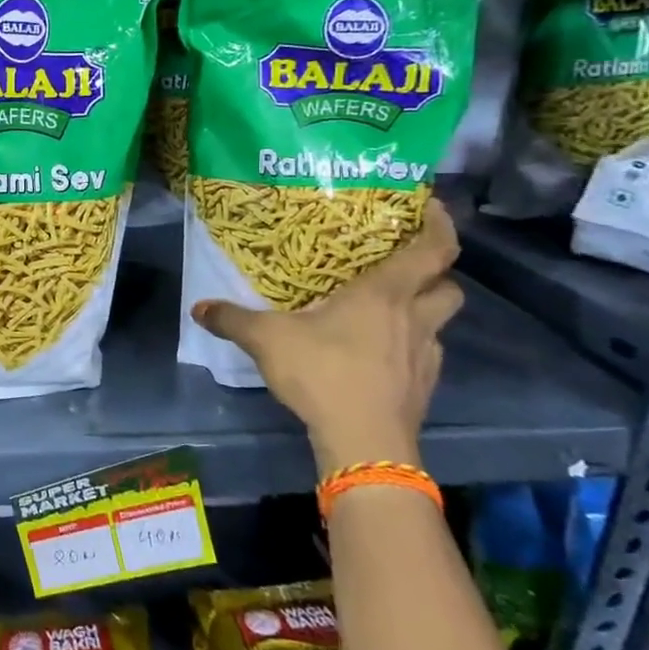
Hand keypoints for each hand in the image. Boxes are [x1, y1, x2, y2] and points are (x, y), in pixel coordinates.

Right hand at [190, 198, 463, 474]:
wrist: (363, 442)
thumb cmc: (323, 373)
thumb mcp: (267, 340)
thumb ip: (232, 320)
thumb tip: (199, 307)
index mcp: (385, 295)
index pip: (434, 249)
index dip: (439, 225)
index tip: (429, 207)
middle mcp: (414, 319)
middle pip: (449, 286)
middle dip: (435, 274)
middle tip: (402, 268)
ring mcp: (425, 357)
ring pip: (439, 323)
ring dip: (421, 313)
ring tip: (385, 314)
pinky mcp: (423, 388)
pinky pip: (423, 356)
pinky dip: (407, 349)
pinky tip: (376, 357)